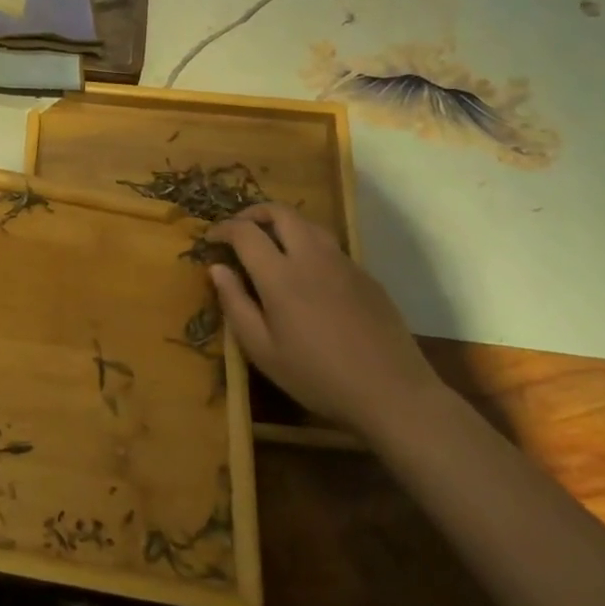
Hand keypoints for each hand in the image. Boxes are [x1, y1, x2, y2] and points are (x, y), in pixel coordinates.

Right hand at [205, 203, 443, 438]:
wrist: (393, 393)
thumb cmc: (318, 377)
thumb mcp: (263, 350)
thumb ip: (235, 304)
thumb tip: (217, 269)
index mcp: (280, 276)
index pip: (245, 232)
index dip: (223, 229)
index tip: (211, 239)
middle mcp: (311, 257)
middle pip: (280, 212)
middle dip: (253, 213)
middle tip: (239, 230)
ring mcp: (343, 263)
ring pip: (308, 223)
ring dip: (283, 223)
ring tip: (270, 244)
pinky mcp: (365, 275)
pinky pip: (330, 245)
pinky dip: (308, 244)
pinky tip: (306, 273)